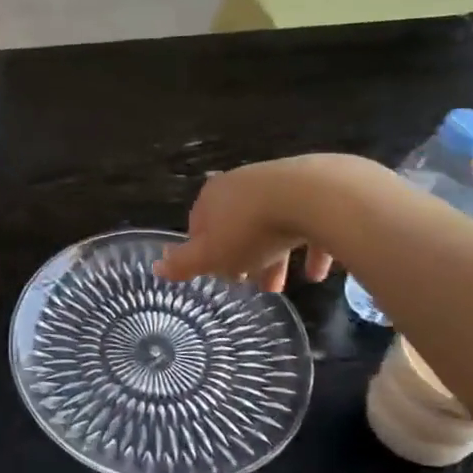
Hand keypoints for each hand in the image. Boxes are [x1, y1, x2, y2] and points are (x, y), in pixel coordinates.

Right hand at [156, 155, 379, 291]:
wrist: (314, 197)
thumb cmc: (251, 229)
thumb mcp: (211, 255)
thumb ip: (184, 264)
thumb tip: (156, 268)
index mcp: (213, 196)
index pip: (199, 224)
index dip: (204, 251)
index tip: (216, 274)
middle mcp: (243, 184)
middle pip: (236, 226)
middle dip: (241, 257)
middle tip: (247, 283)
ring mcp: (281, 184)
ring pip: (272, 226)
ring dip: (274, 257)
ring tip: (280, 287)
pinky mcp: (316, 192)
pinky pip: (308, 225)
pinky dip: (309, 250)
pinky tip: (316, 274)